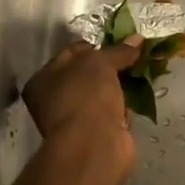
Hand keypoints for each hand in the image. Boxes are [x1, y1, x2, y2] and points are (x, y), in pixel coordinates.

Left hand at [23, 38, 141, 184]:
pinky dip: (125, 107)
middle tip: (134, 57)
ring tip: (142, 73)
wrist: (94, 146)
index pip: (72, 53)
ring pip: (102, 94)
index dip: (96, 46)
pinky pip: (112, 113)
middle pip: (88, 75)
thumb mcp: (101, 63)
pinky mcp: (96, 134)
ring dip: (120, 86)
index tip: (121, 44)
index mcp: (43, 80)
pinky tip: (140, 98)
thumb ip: (118, 50)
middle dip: (112, 66)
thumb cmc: (86, 97)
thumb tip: (136, 39)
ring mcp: (75, 119)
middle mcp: (54, 100)